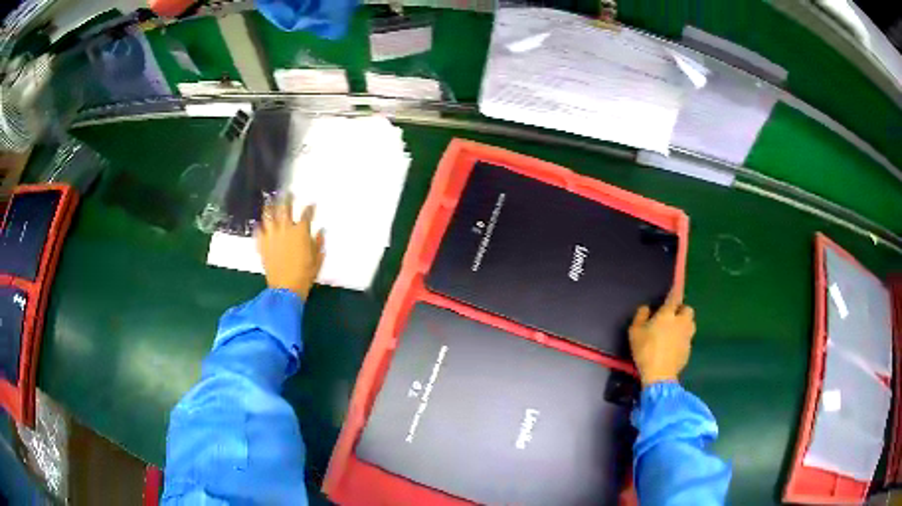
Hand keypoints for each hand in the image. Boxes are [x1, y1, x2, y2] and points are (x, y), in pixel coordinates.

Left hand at [256, 197, 324, 300]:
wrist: (285, 289)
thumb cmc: (304, 275)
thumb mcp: (317, 260)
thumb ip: (318, 243)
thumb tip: (320, 231)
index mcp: (301, 232)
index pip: (306, 214)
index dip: (310, 208)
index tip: (311, 204)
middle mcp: (285, 229)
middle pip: (285, 208)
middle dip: (287, 199)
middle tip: (287, 192)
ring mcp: (272, 236)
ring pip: (269, 216)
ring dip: (270, 207)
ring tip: (270, 200)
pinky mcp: (262, 245)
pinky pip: (259, 231)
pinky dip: (260, 226)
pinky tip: (259, 223)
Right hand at [628, 293, 695, 386]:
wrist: (660, 374)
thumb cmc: (645, 350)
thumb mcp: (634, 332)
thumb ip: (640, 317)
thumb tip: (646, 308)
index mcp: (667, 314)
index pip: (674, 297)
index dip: (675, 292)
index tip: (674, 289)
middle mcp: (681, 322)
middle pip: (688, 310)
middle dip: (682, 310)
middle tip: (674, 316)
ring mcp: (687, 336)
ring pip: (691, 323)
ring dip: (686, 323)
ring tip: (677, 329)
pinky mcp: (689, 349)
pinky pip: (688, 339)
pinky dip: (683, 339)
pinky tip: (675, 346)